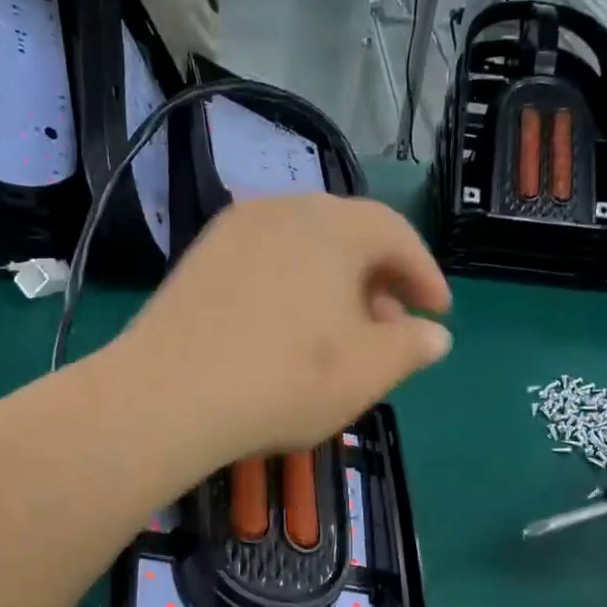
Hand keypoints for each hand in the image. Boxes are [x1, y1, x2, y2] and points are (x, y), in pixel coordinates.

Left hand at [116, 195, 452, 460]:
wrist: (169, 395)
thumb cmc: (286, 379)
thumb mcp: (367, 371)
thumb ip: (411, 347)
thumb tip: (435, 335)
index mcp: (334, 226)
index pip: (396, 234)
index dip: (425, 274)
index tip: (437, 312)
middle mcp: (284, 210)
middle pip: (348, 234)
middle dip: (380, 279)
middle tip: (392, 326)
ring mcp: (234, 230)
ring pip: (304, 247)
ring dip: (335, 283)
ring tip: (341, 331)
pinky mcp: (199, 258)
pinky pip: (266, 260)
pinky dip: (293, 286)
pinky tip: (288, 328)